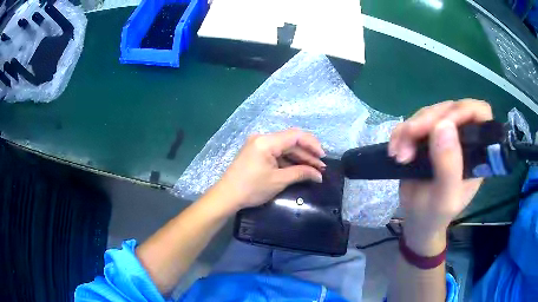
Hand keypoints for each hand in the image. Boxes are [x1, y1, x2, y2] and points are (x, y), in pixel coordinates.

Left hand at [209, 128, 325, 212]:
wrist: (227, 196)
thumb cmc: (251, 188)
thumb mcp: (279, 181)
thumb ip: (301, 173)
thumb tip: (319, 175)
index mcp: (266, 141)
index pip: (295, 135)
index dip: (312, 144)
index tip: (323, 157)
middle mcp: (262, 138)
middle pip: (291, 141)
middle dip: (307, 154)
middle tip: (321, 167)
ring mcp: (258, 145)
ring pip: (285, 148)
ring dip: (299, 158)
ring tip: (314, 170)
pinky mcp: (257, 153)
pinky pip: (277, 153)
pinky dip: (289, 161)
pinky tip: (300, 169)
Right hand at [388, 100, 492, 254]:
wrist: (416, 220)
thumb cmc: (435, 215)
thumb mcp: (445, 199)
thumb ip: (449, 167)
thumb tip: (444, 126)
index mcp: (476, 152)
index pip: (479, 114)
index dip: (464, 111)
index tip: (443, 125)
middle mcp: (463, 139)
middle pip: (449, 109)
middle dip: (428, 121)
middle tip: (409, 137)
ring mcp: (444, 136)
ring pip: (429, 113)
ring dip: (410, 129)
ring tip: (399, 154)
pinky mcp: (426, 137)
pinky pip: (412, 122)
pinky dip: (400, 133)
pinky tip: (394, 150)